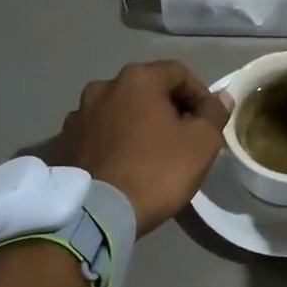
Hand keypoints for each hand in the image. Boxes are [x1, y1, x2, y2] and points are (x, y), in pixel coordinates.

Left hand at [56, 61, 233, 234]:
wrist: (101, 213)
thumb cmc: (158, 170)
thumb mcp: (202, 142)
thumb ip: (214, 113)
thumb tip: (221, 97)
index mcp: (137, 78)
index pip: (179, 73)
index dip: (200, 95)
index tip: (208, 123)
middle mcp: (103, 86)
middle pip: (147, 89)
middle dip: (168, 108)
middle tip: (183, 138)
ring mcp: (79, 113)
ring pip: (121, 110)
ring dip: (139, 122)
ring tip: (152, 152)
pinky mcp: (66, 141)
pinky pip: (100, 132)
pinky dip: (116, 139)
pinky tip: (125, 162)